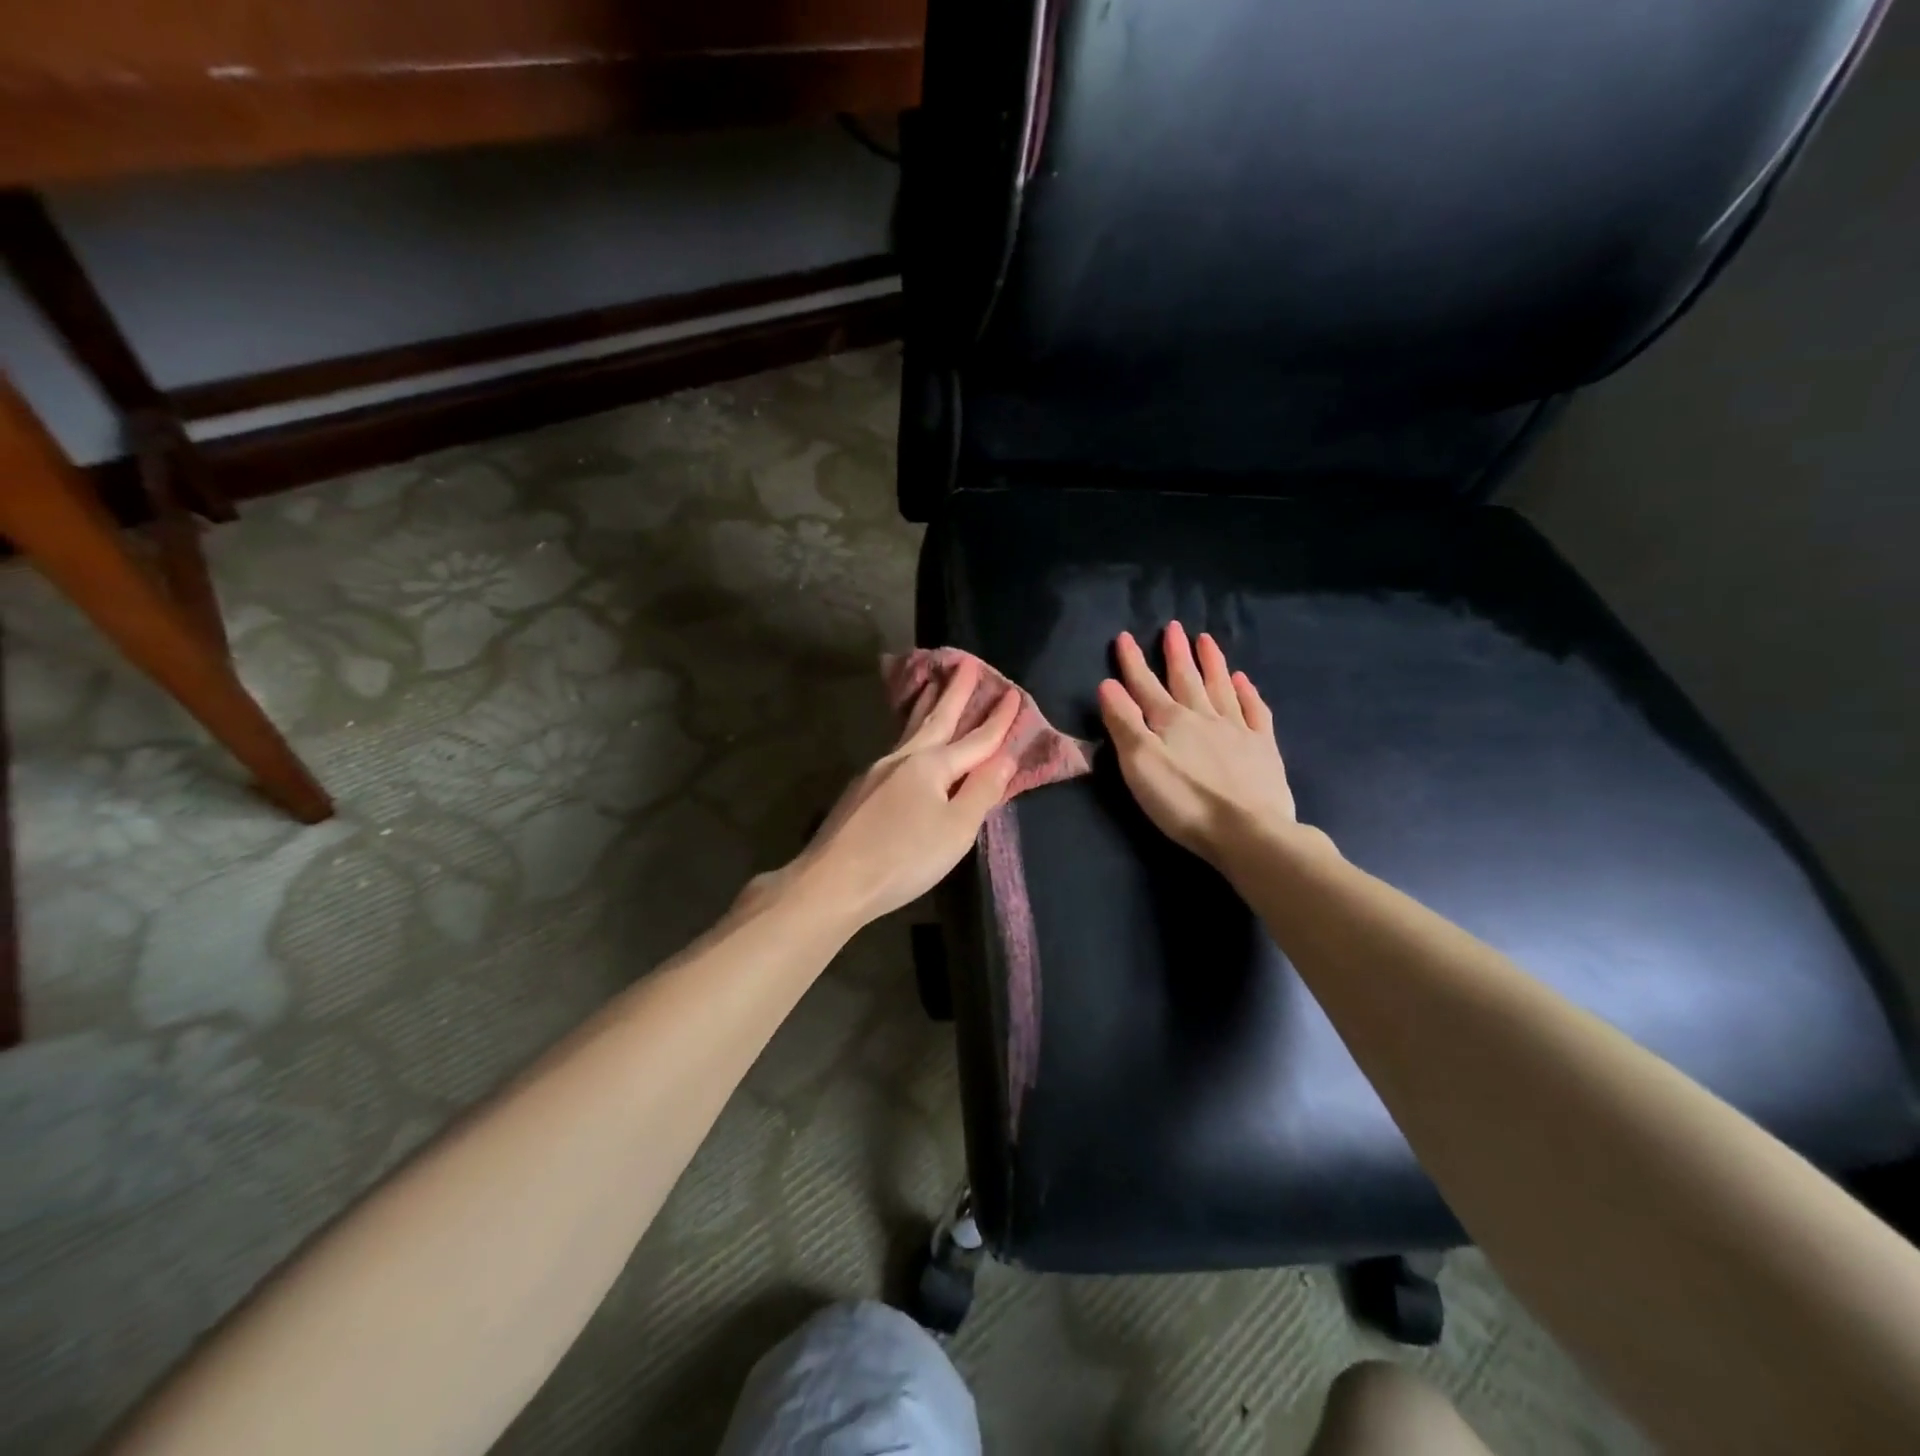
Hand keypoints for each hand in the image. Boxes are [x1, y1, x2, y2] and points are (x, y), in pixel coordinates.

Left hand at [767, 656, 1019, 926]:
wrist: (833, 880)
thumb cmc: (904, 858)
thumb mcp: (956, 829)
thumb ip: (982, 791)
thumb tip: (1005, 758)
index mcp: (931, 765)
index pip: (976, 739)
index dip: (998, 719)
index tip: (1013, 691)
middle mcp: (904, 758)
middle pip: (936, 719)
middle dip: (955, 692)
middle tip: (967, 661)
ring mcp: (877, 771)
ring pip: (911, 730)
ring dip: (927, 706)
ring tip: (934, 684)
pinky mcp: (862, 789)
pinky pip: (897, 747)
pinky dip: (910, 732)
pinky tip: (909, 739)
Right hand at [1098, 622, 1304, 867]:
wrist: (1247, 831)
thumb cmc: (1183, 801)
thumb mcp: (1139, 764)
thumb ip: (1124, 722)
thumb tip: (1108, 684)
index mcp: (1171, 721)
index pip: (1145, 685)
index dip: (1133, 662)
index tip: (1125, 636)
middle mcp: (1204, 717)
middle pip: (1186, 679)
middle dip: (1176, 653)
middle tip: (1174, 627)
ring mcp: (1238, 730)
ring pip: (1221, 688)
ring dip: (1212, 663)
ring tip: (1207, 640)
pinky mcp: (1263, 749)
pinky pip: (1255, 711)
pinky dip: (1248, 693)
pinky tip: (1244, 681)